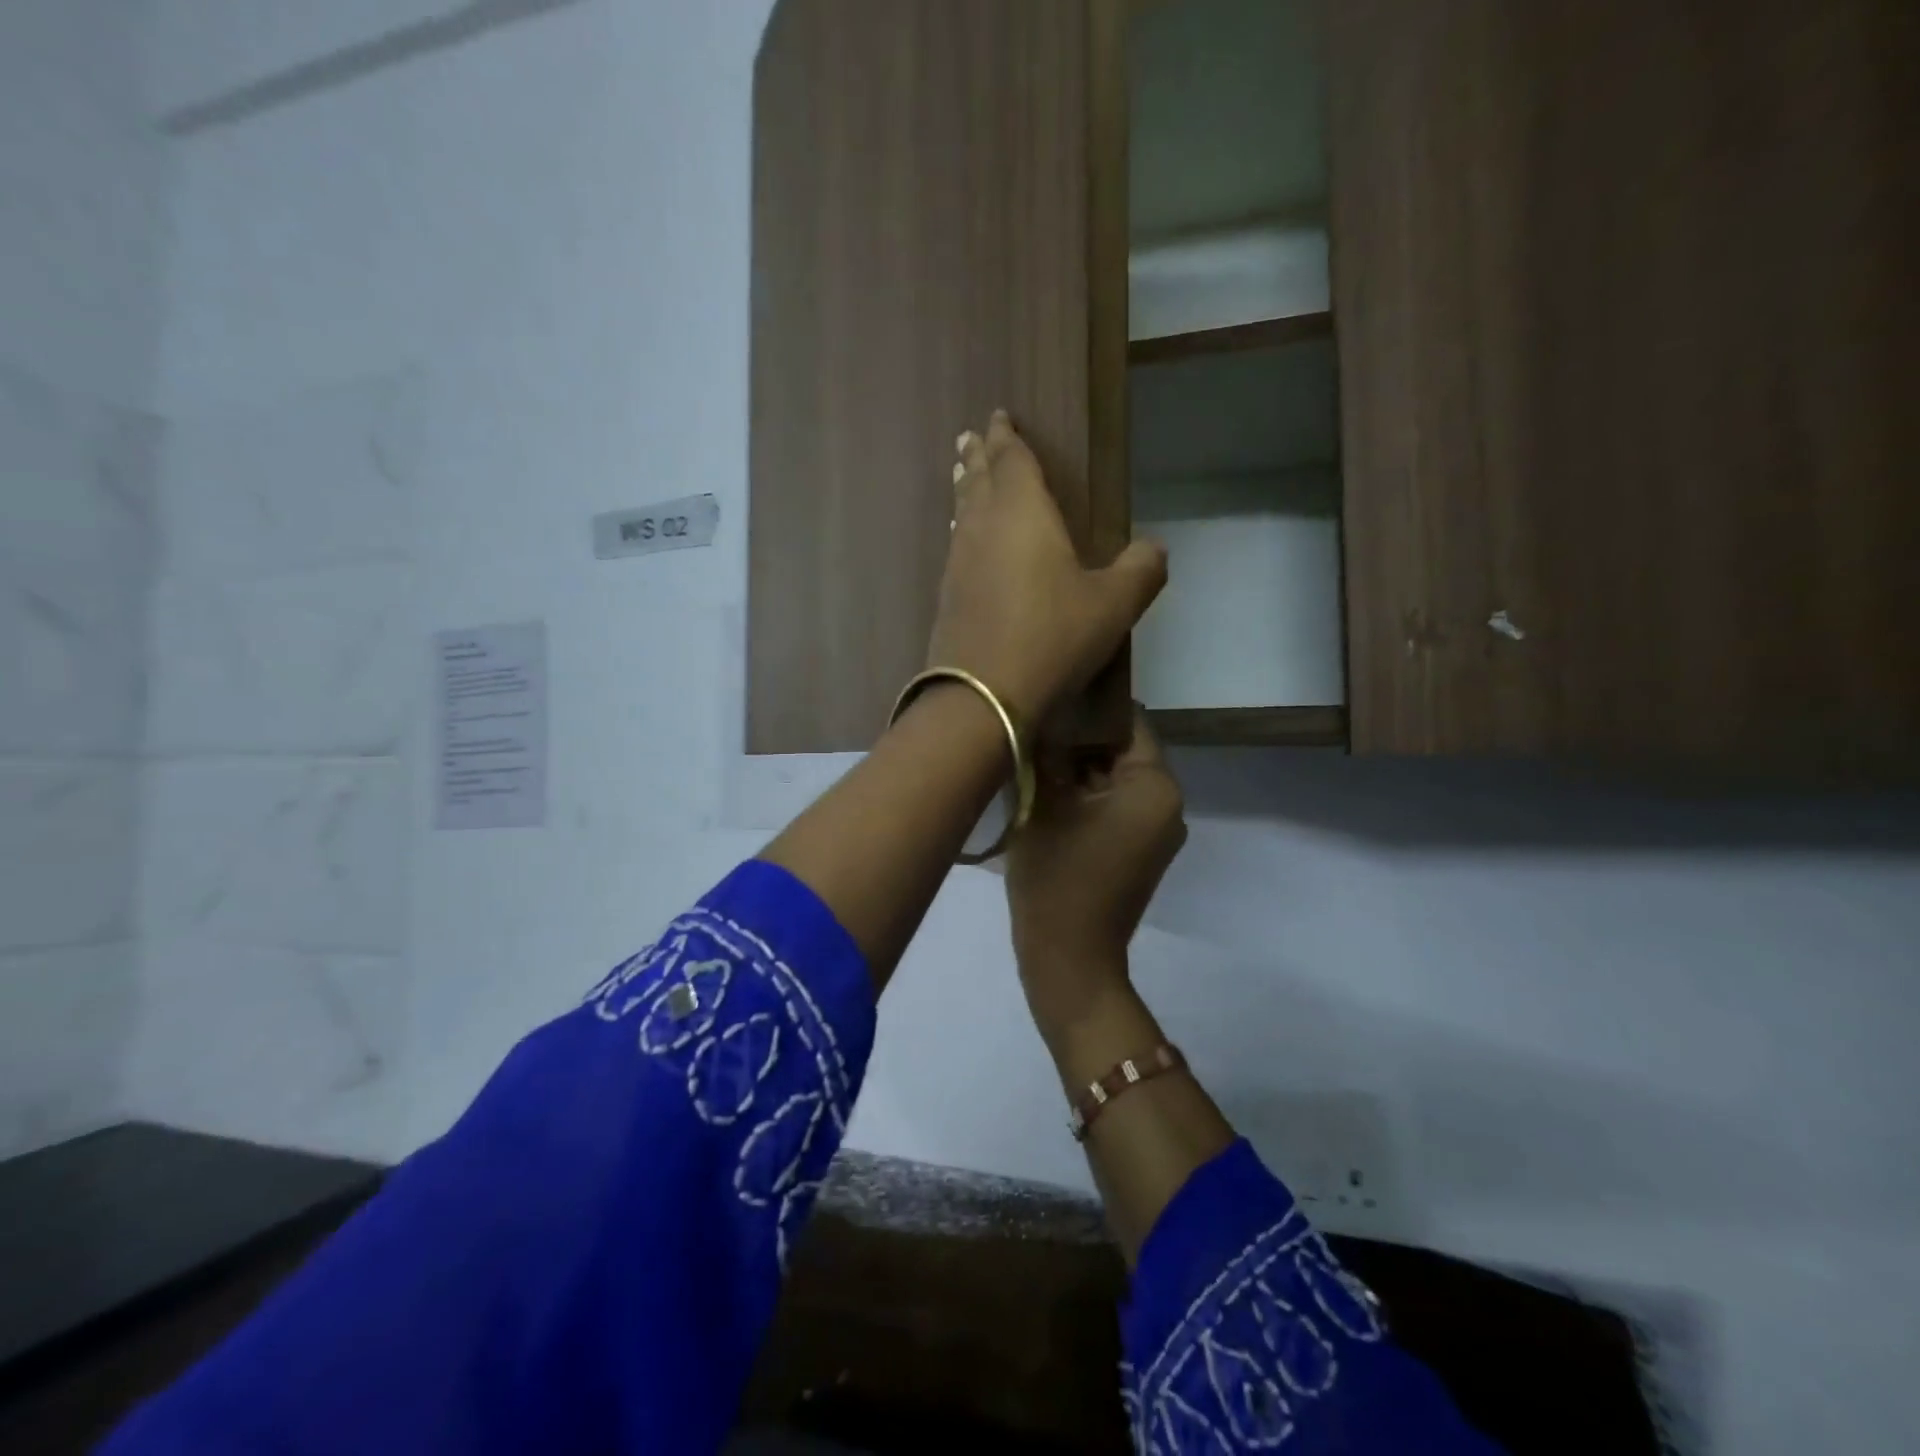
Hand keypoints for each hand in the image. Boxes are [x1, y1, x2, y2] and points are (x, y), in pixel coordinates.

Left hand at [928, 411, 1166, 726]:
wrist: (982, 695)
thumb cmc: (1052, 638)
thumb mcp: (1113, 605)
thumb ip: (1140, 570)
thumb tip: (1155, 548)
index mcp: (1022, 512)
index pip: (1013, 461)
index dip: (1008, 437)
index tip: (1000, 417)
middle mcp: (983, 528)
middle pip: (978, 480)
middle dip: (979, 456)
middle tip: (971, 437)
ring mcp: (958, 563)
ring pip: (962, 512)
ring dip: (965, 489)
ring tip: (964, 475)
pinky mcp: (947, 597)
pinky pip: (956, 546)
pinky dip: (961, 530)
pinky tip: (963, 541)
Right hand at [1006, 706, 1187, 1027]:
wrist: (1068, 958)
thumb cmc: (1057, 875)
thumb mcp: (1043, 803)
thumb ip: (1046, 750)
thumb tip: (1042, 711)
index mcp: (1155, 785)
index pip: (1126, 721)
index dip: (1086, 705)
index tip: (1048, 694)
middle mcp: (1168, 803)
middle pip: (1120, 751)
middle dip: (1077, 740)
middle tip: (1031, 727)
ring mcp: (1156, 830)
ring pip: (1112, 779)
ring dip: (1077, 769)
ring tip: (1032, 756)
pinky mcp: (1139, 851)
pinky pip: (1113, 807)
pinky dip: (1084, 797)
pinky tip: (1045, 793)